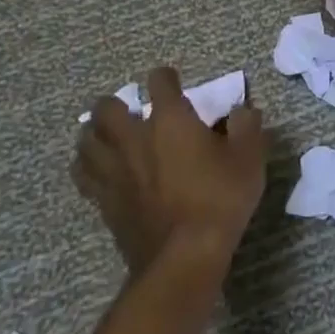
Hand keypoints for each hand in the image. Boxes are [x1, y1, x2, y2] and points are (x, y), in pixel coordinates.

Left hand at [72, 67, 265, 275]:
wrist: (184, 255)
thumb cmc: (220, 198)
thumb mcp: (250, 158)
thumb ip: (247, 126)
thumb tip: (243, 110)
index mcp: (170, 120)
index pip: (159, 82)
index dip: (166, 78)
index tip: (173, 81)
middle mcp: (134, 138)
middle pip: (106, 109)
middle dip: (115, 104)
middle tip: (129, 111)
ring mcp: (114, 171)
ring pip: (86, 141)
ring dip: (94, 134)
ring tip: (107, 138)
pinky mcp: (104, 201)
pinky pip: (84, 176)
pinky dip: (89, 167)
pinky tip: (101, 172)